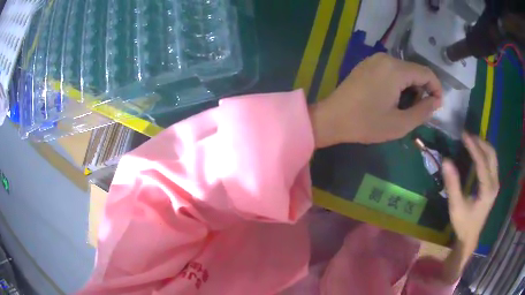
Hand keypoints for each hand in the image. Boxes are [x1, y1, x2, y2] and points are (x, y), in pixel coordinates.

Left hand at [309, 53, 442, 146]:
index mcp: (395, 69)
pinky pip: (391, 70)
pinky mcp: (366, 64)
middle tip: (419, 111)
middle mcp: (385, 58)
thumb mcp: (400, 123)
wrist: (332, 118)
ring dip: (411, 87)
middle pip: (415, 70)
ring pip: (403, 70)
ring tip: (406, 108)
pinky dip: (399, 83)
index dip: (436, 88)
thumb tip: (436, 101)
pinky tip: (393, 99)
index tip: (437, 106)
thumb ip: (423, 111)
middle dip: (423, 90)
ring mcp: (374, 59)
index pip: (426, 73)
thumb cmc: (366, 123)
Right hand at [443, 133, 498, 250]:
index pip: (482, 162)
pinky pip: (492, 162)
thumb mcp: (456, 207)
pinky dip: (485, 153)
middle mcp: (495, 184)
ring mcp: (495, 184)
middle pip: (491, 155)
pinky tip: (477, 152)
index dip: (473, 147)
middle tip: (468, 137)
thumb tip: (446, 161)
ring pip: (493, 157)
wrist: (471, 237)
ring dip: (483, 146)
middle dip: (480, 142)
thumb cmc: (463, 224)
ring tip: (471, 141)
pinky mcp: (494, 184)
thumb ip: (453, 184)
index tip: (464, 135)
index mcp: (487, 190)